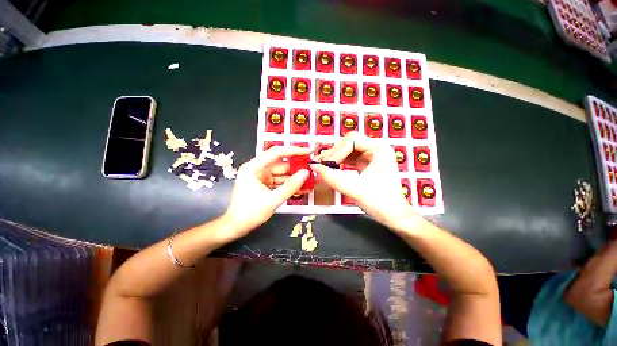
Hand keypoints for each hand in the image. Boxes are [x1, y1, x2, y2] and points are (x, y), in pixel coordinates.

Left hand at [220, 146, 311, 240]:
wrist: (236, 228)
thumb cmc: (250, 213)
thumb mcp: (273, 199)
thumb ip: (291, 186)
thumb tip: (306, 173)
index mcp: (254, 167)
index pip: (276, 153)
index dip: (294, 151)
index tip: (309, 151)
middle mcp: (257, 168)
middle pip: (281, 164)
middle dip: (297, 168)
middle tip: (313, 169)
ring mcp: (261, 177)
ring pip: (282, 174)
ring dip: (295, 178)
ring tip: (311, 180)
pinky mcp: (264, 184)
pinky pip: (279, 181)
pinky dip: (289, 185)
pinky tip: (302, 188)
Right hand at [312, 132, 414, 228]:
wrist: (393, 215)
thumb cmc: (380, 202)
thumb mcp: (354, 189)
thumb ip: (332, 178)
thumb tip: (314, 167)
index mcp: (380, 149)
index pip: (352, 140)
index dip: (337, 151)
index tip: (325, 164)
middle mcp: (377, 148)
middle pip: (349, 141)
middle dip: (334, 152)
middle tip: (321, 163)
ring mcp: (372, 155)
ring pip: (348, 148)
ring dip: (335, 156)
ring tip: (323, 164)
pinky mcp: (367, 162)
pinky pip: (350, 156)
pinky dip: (340, 161)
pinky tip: (332, 166)